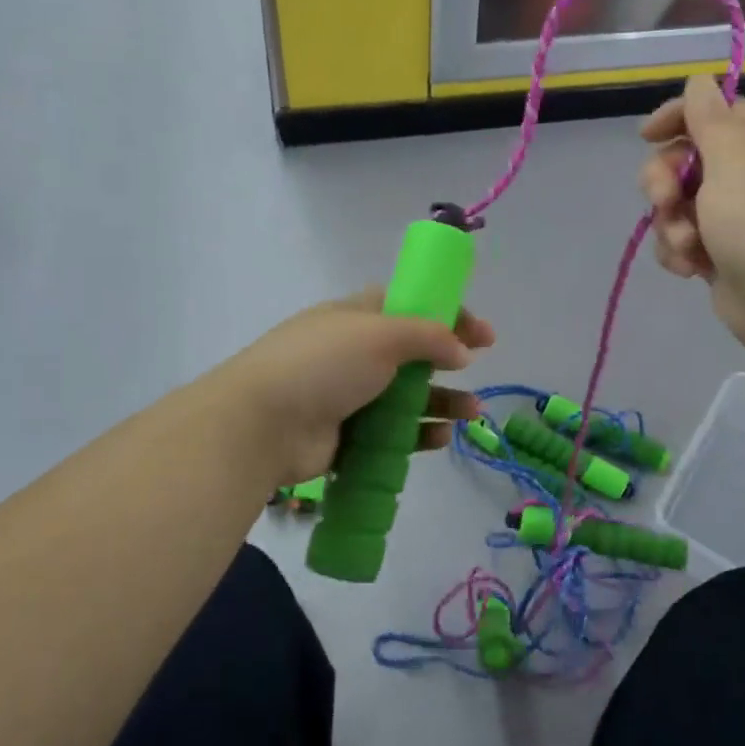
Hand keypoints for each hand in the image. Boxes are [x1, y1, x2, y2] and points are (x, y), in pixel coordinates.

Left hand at [219, 291, 493, 487]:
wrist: (262, 424)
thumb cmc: (323, 364)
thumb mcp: (380, 334)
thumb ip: (428, 336)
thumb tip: (460, 351)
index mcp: (356, 317)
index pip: (410, 307)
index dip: (447, 315)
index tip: (482, 334)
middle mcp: (353, 353)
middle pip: (412, 354)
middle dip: (449, 362)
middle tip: (478, 371)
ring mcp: (348, 396)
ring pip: (407, 397)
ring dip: (442, 402)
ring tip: (472, 413)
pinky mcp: (347, 436)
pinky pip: (392, 434)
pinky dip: (419, 434)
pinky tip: (441, 438)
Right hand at [640, 76, 744, 361]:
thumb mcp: (736, 162)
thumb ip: (710, 118)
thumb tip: (699, 80)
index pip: (713, 110)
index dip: (677, 117)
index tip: (645, 136)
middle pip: (685, 158)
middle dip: (664, 180)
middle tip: (665, 201)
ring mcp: (734, 217)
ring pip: (677, 203)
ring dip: (669, 224)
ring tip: (686, 246)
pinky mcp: (720, 253)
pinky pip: (681, 238)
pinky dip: (678, 251)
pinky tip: (690, 268)